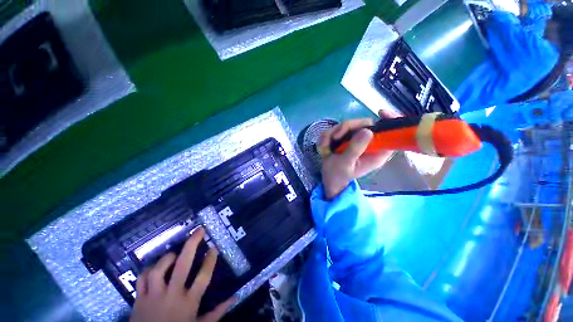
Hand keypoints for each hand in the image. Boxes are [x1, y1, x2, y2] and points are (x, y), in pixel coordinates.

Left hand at [130, 228, 234, 321]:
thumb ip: (217, 313)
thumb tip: (234, 298)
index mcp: (189, 302)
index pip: (203, 276)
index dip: (210, 260)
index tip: (214, 247)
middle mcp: (172, 295)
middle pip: (183, 265)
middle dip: (192, 244)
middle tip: (199, 230)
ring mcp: (153, 296)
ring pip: (159, 270)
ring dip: (167, 258)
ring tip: (174, 254)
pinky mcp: (138, 299)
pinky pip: (141, 279)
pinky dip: (147, 270)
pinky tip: (154, 268)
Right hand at [318, 110, 399, 199]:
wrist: (328, 178)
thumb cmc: (338, 175)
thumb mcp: (345, 164)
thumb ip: (355, 149)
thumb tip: (367, 131)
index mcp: (375, 152)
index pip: (389, 134)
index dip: (390, 121)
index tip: (381, 112)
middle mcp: (367, 144)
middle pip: (364, 124)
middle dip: (346, 128)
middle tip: (334, 137)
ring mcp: (355, 140)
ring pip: (347, 125)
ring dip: (332, 133)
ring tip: (324, 147)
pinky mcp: (345, 138)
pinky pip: (336, 129)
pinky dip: (327, 136)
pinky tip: (323, 146)